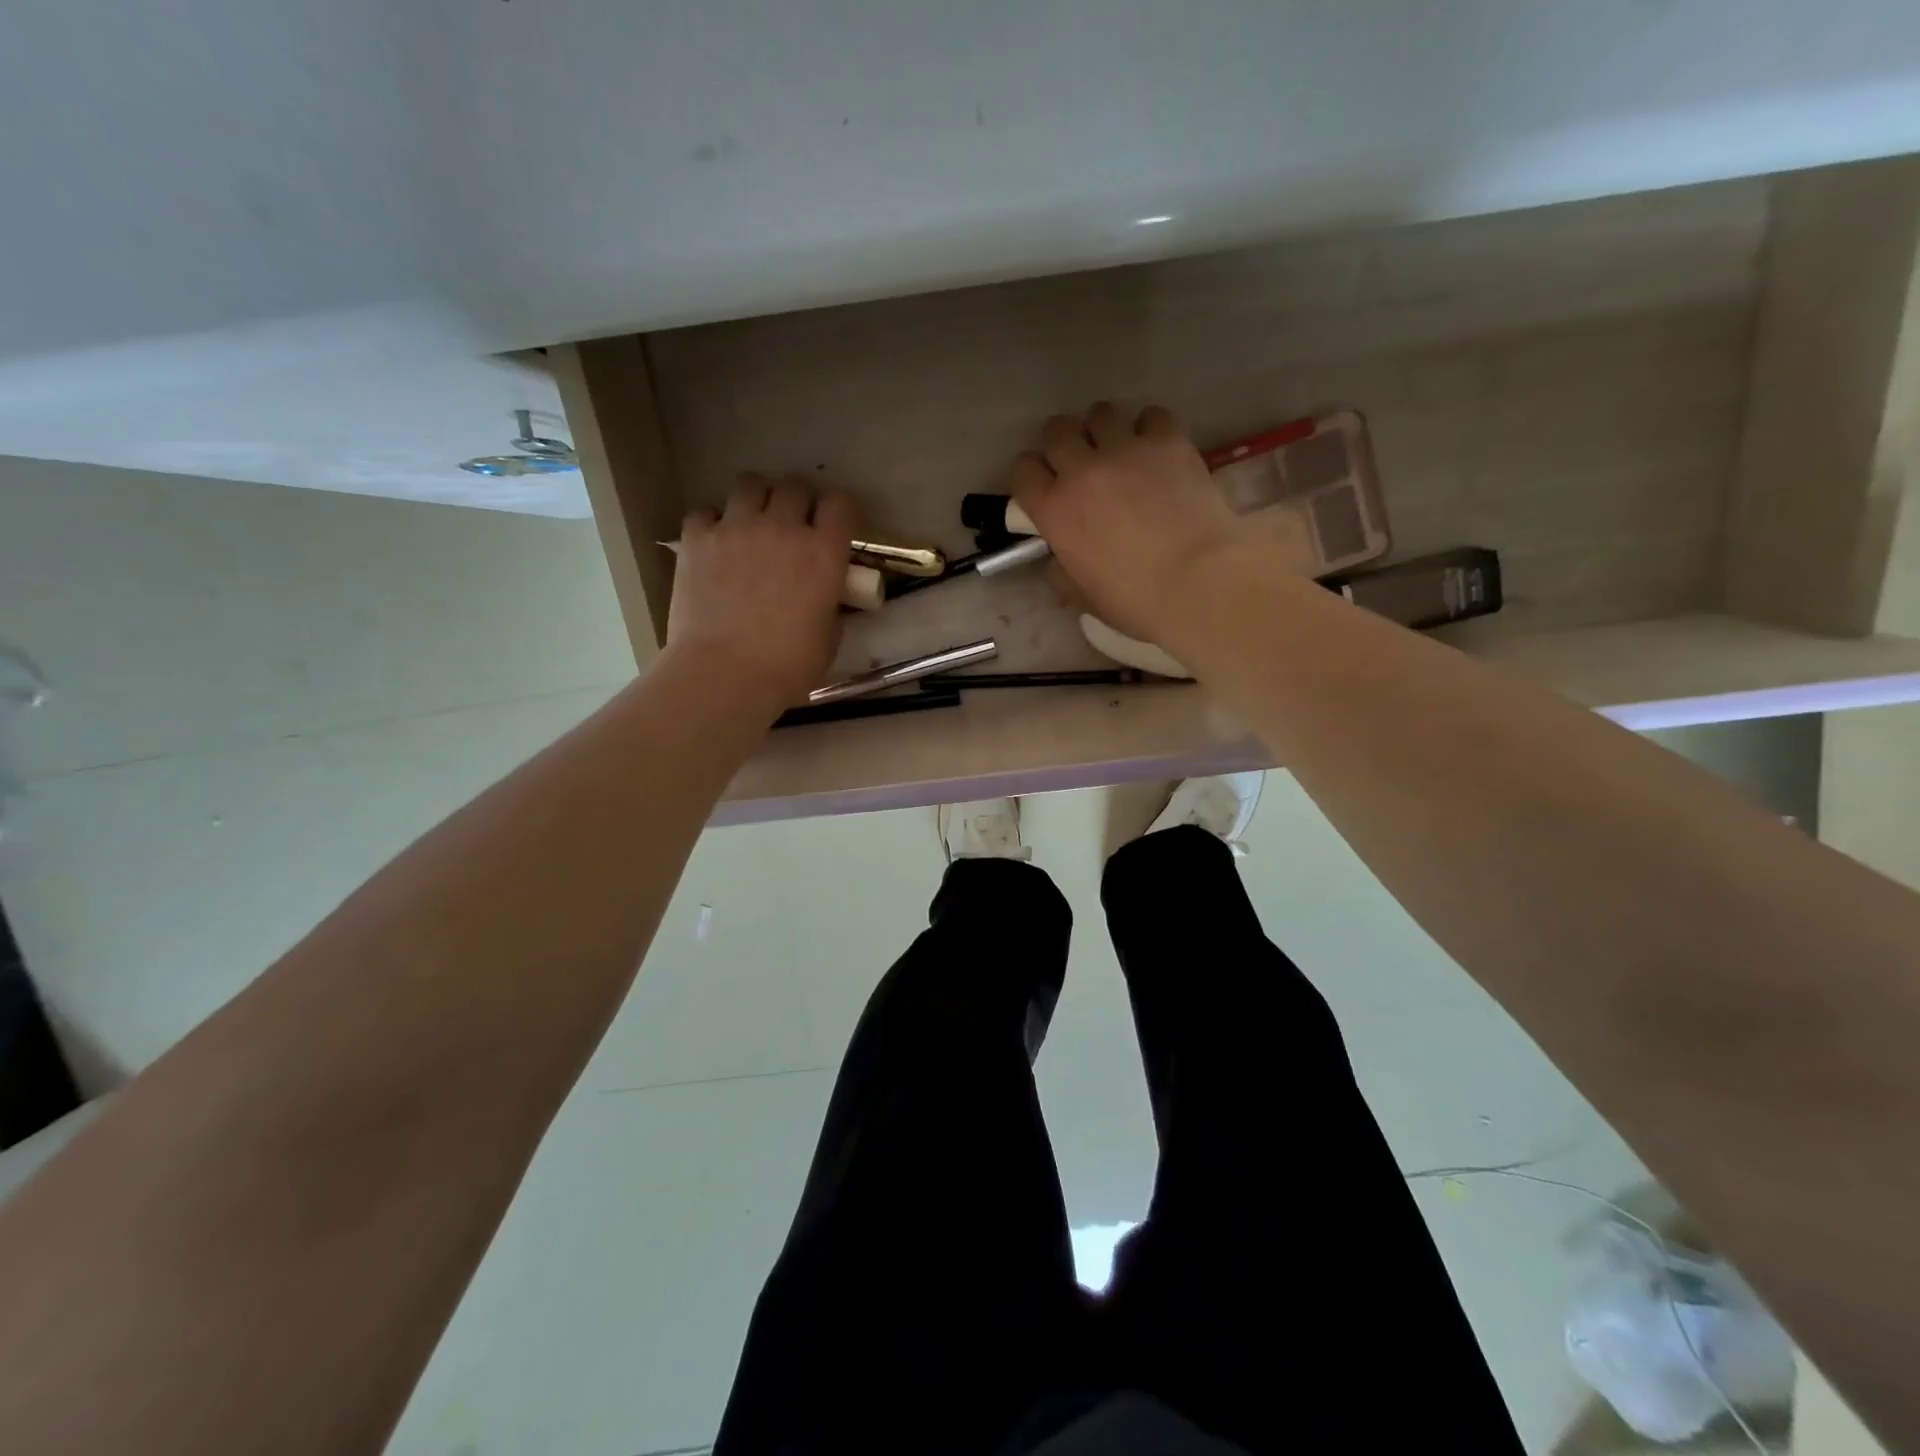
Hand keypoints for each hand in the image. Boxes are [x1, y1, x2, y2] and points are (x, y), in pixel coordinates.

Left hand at [666, 475, 859, 710]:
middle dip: (798, 500)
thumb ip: (830, 604)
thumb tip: (825, 596)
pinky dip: (712, 522)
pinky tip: (714, 544)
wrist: (725, 675)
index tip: (835, 526)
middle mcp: (783, 528)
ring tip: (752, 522)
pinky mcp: (697, 539)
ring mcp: (736, 528)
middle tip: (793, 524)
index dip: (839, 511)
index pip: (840, 504)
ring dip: (756, 498)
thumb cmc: (788, 666)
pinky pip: (705, 512)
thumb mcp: (829, 637)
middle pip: (794, 486)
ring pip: (749, 483)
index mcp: (823, 553)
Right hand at [1011, 402, 1244, 643]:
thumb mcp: (1083, 597)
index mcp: (1053, 510)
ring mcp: (1124, 449)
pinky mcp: (1167, 440)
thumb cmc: (1135, 600)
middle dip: (1063, 442)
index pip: (1023, 471)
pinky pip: (1150, 415)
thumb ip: (1061, 572)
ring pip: (1100, 413)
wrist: (1199, 580)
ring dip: (1103, 428)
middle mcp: (1081, 470)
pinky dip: (1149, 428)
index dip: (1030, 476)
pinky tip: (1157, 449)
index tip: (1043, 486)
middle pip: (1057, 430)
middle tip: (1080, 462)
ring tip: (1119, 449)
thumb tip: (1059, 559)